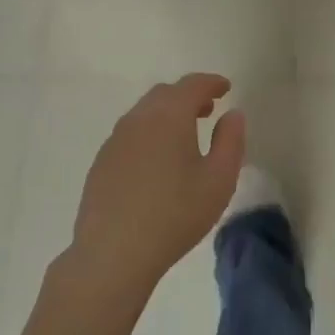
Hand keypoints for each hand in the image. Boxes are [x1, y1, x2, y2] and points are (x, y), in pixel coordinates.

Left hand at [67, 74, 246, 298]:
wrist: (113, 252)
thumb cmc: (175, 214)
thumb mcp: (218, 180)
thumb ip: (230, 141)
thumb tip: (232, 114)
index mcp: (169, 116)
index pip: (192, 85)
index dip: (211, 82)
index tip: (225, 88)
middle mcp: (138, 118)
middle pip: (165, 94)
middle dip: (188, 96)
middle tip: (208, 110)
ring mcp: (115, 139)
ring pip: (144, 113)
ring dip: (167, 114)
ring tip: (185, 135)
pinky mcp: (102, 162)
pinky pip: (130, 134)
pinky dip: (149, 133)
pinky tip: (157, 161)